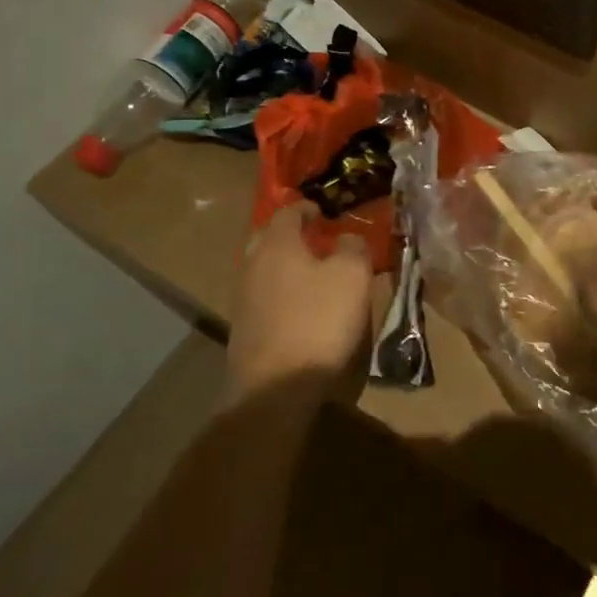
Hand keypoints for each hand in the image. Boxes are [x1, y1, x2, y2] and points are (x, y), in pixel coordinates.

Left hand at [228, 203, 374, 394]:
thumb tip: (347, 239)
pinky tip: (301, 309)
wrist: (275, 387)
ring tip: (314, 276)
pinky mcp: (243, 329)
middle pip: (270, 239)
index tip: (324, 213)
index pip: (288, 212)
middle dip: (292, 236)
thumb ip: (353, 248)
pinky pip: (264, 298)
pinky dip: (282, 294)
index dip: (308, 209)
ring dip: (286, 267)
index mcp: (277, 244)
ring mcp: (243, 298)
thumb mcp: (352, 276)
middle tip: (317, 242)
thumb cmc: (318, 320)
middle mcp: (253, 264)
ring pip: (265, 269)